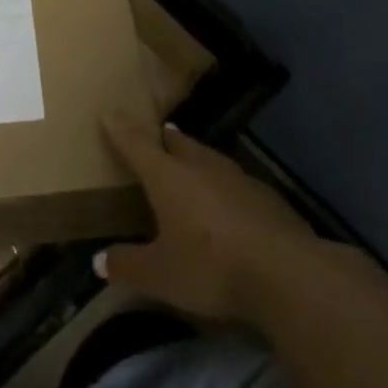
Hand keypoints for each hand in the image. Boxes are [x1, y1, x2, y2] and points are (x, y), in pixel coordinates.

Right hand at [96, 110, 316, 326]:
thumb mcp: (160, 274)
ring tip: (191, 162)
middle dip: (165, 139)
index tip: (110, 113)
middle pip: (179, 144)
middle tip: (158, 136)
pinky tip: (230, 203)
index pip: (137, 144)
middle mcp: (201, 166)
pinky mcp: (269, 198)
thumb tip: (99, 261)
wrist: (287, 274)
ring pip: (210, 159)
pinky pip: (238, 182)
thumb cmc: (210, 266)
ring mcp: (239, 178)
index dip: (121, 129)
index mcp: (168, 176)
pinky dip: (225, 186)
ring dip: (197, 159)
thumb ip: (127, 265)